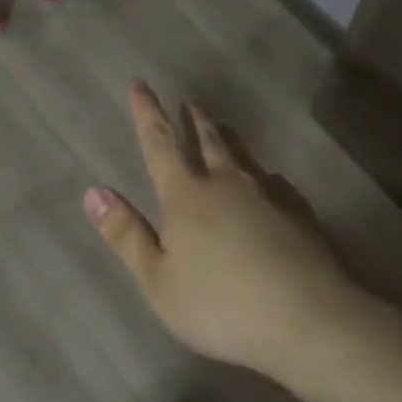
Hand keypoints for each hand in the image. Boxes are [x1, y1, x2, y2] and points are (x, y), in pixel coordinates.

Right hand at [83, 81, 367, 378]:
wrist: (307, 316)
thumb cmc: (220, 304)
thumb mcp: (158, 280)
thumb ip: (126, 234)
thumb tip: (94, 192)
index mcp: (186, 195)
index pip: (159, 144)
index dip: (147, 113)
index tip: (141, 84)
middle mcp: (226, 182)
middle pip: (208, 140)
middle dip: (195, 119)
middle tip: (191, 100)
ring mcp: (268, 193)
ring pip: (243, 155)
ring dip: (229, 137)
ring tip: (224, 126)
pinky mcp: (300, 211)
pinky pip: (275, 181)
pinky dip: (264, 175)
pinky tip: (270, 183)